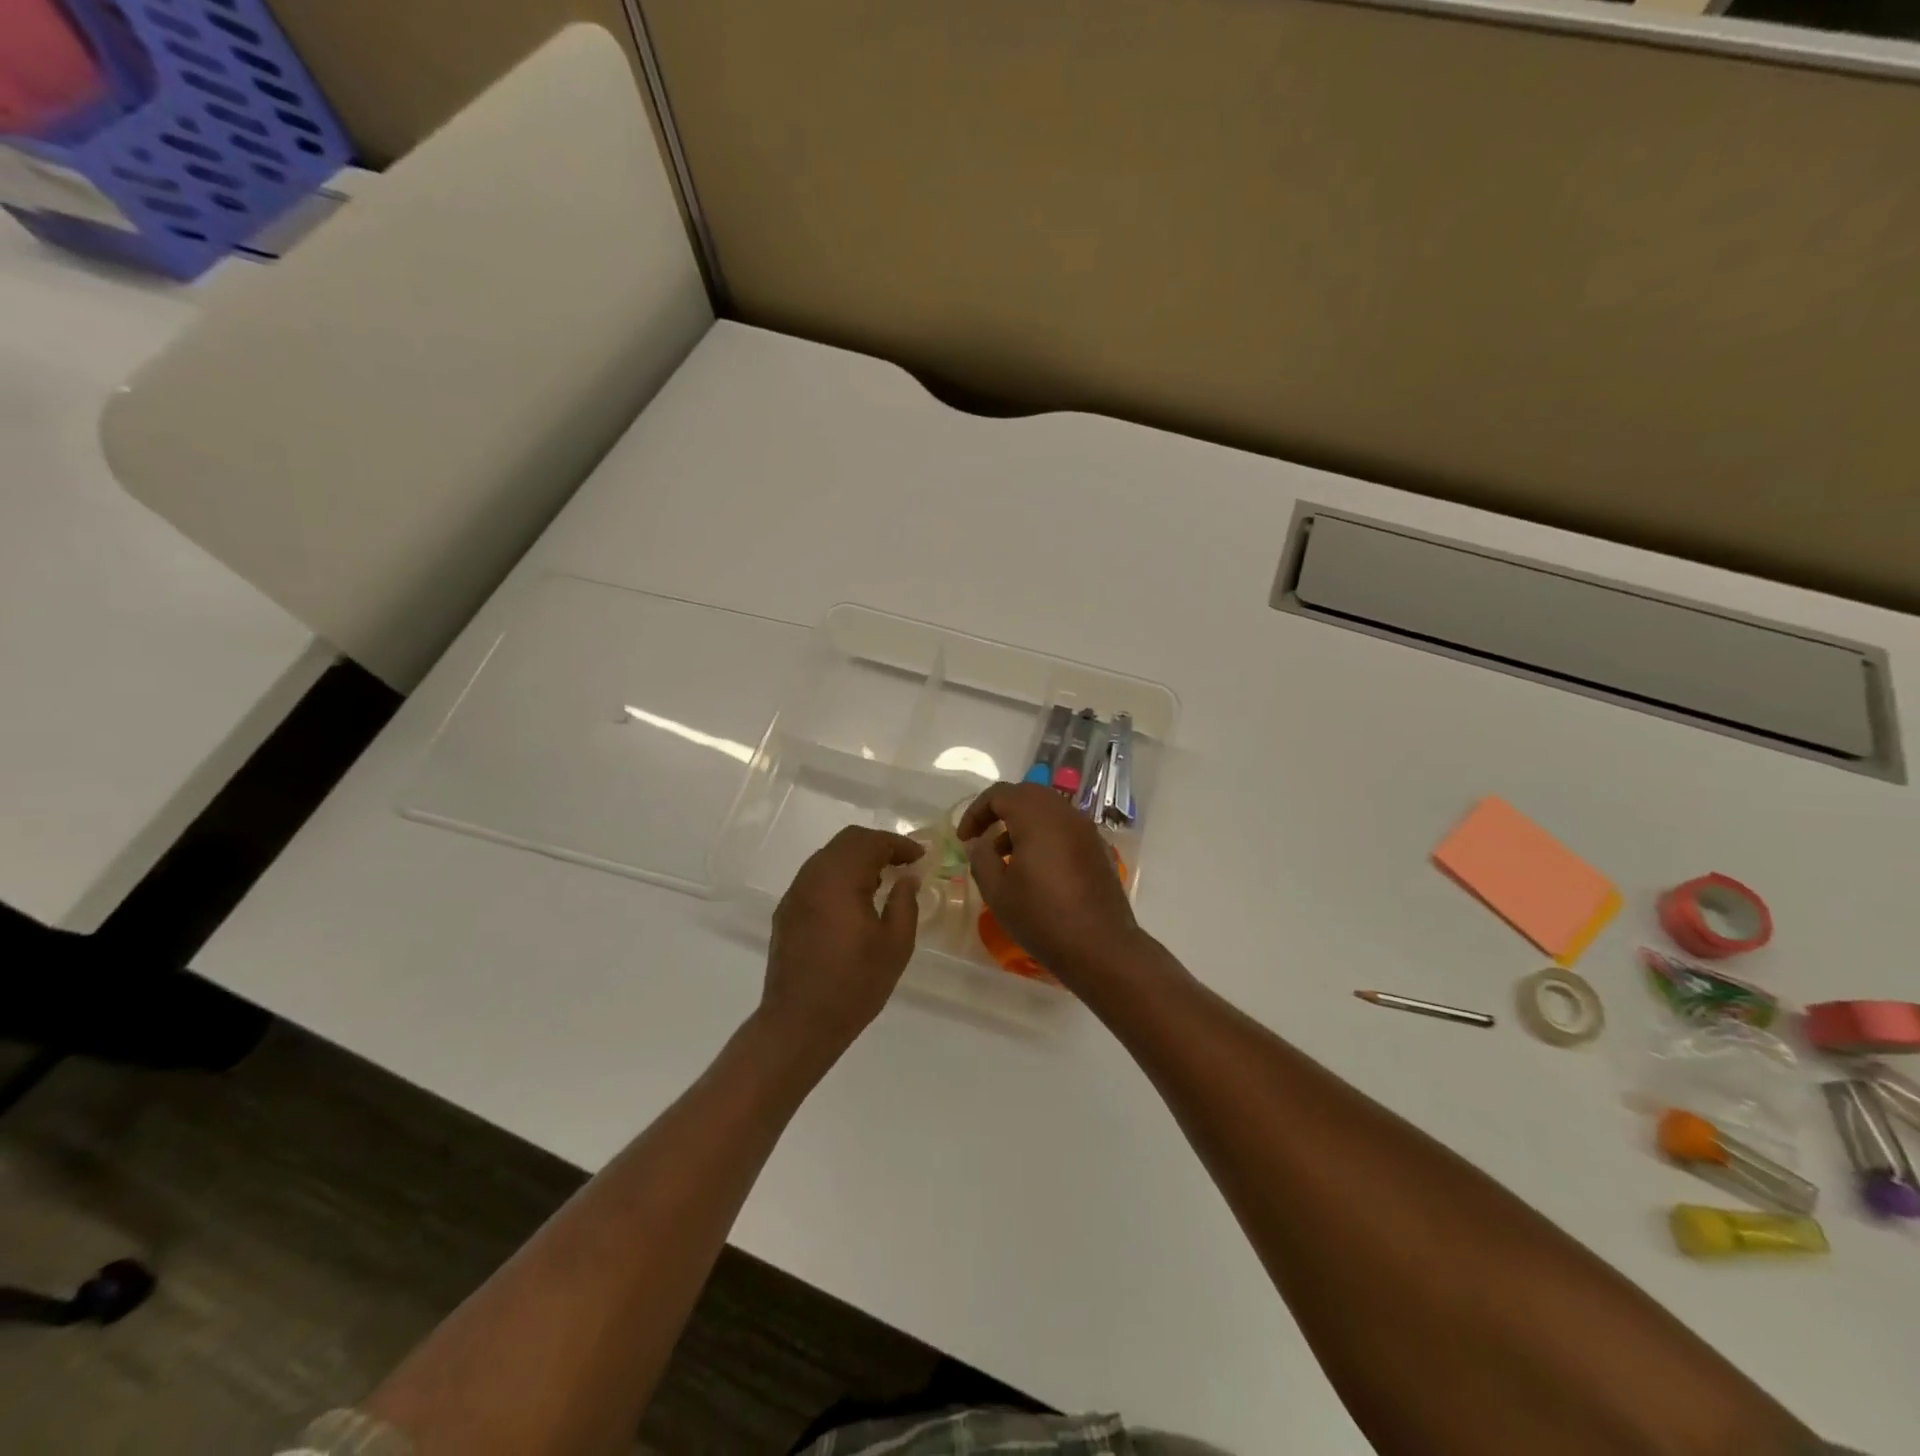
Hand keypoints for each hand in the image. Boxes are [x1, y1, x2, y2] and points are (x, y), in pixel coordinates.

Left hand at [760, 826, 923, 1058]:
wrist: (799, 1023)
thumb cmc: (854, 984)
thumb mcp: (895, 945)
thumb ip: (904, 903)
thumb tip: (907, 878)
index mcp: (839, 879)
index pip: (871, 842)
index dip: (899, 844)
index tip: (920, 857)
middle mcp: (812, 876)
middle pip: (847, 841)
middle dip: (878, 846)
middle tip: (903, 863)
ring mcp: (795, 893)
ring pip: (829, 857)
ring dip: (857, 859)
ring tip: (882, 881)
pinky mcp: (787, 911)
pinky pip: (816, 877)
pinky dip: (839, 876)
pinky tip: (854, 901)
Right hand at [959, 782, 1142, 988]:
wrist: (1100, 947)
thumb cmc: (1042, 918)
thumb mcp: (997, 892)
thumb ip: (981, 859)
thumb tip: (978, 842)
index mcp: (1037, 818)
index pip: (1000, 794)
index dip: (976, 811)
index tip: (965, 839)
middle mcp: (1064, 814)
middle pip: (1027, 794)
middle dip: (1000, 811)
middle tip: (983, 837)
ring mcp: (1085, 830)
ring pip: (1047, 809)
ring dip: (1022, 823)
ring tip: (1005, 858)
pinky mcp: (1097, 848)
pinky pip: (1064, 827)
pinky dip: (1044, 835)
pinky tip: (1035, 869)